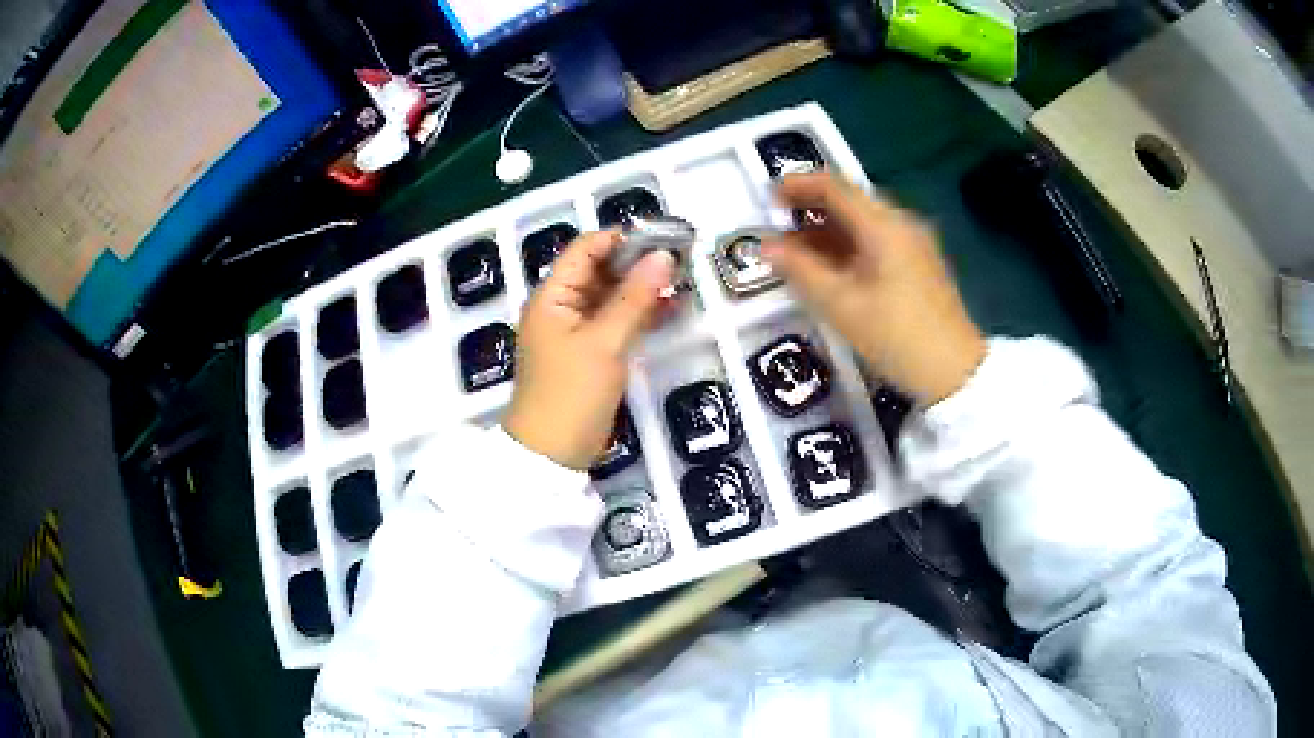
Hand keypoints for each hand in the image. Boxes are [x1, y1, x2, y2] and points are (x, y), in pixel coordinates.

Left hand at [505, 230, 676, 469]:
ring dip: (642, 288)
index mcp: (552, 296)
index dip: (622, 238)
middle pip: (600, 270)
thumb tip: (663, 256)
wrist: (552, 454)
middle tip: (681, 260)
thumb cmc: (571, 393)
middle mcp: (561, 306)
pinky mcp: (590, 352)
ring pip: (611, 296)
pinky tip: (671, 309)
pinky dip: (639, 314)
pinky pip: (615, 321)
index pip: (586, 249)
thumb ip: (634, 298)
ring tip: (683, 282)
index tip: (663, 238)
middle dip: (638, 262)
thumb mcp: (605, 343)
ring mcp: (575, 330)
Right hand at [762, 172, 985, 404]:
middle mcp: (901, 224)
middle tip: (777, 223)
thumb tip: (765, 246)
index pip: (835, 187)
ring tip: (795, 250)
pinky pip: (877, 241)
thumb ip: (800, 269)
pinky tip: (830, 267)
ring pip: (864, 222)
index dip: (798, 185)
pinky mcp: (920, 264)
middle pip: (850, 201)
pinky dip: (849, 245)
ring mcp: (915, 243)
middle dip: (811, 208)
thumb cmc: (896, 337)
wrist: (955, 373)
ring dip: (828, 229)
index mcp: (883, 225)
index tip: (768, 198)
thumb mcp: (841, 305)